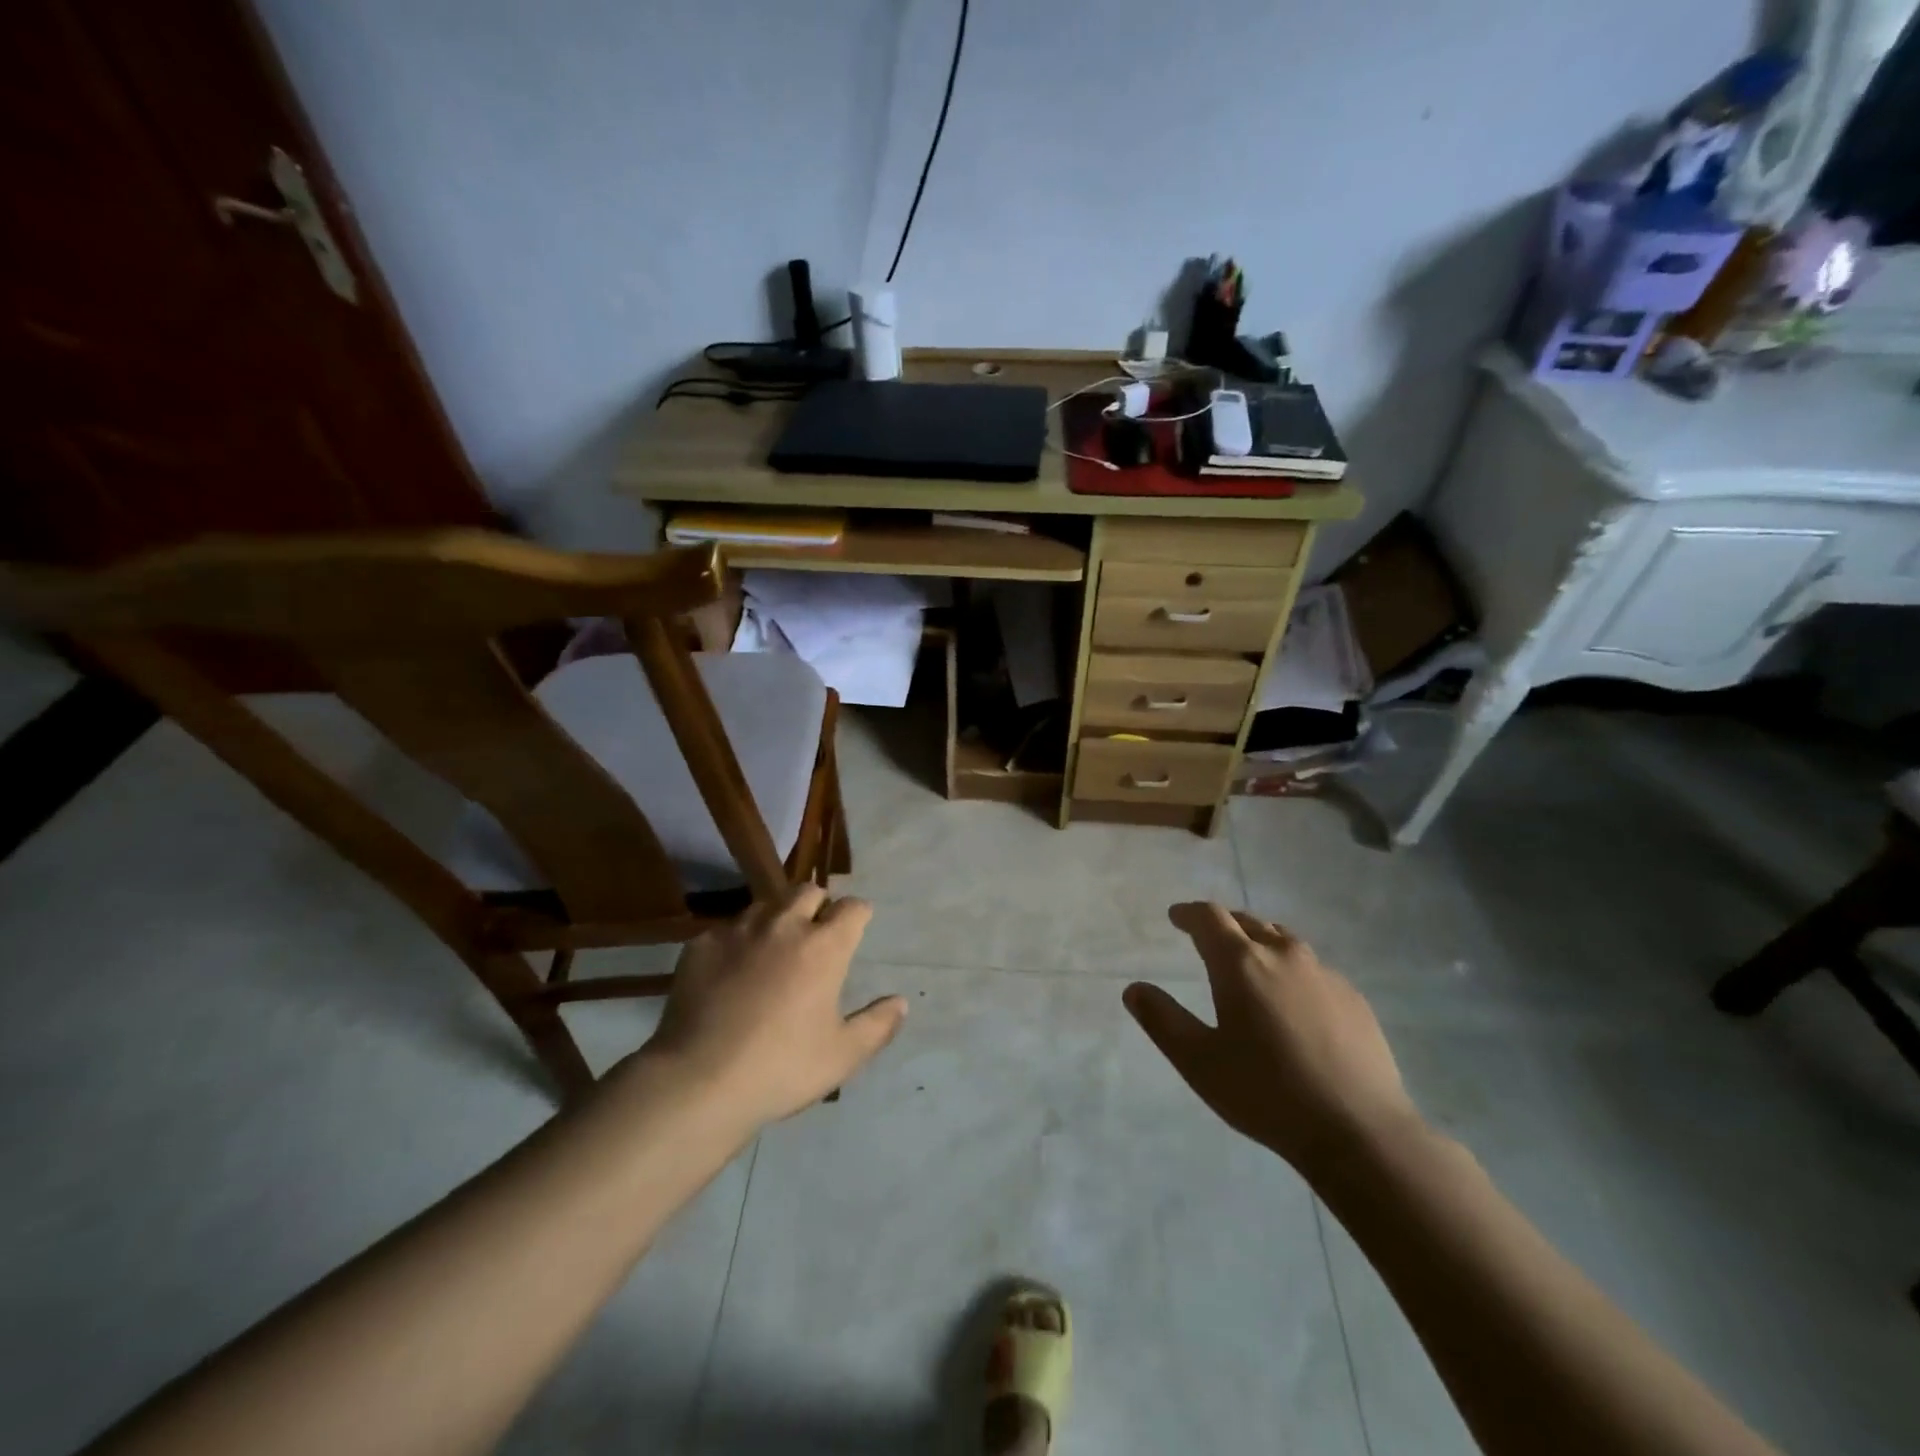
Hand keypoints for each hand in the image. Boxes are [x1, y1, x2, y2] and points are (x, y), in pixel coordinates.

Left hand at [625, 885, 906, 1131]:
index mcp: (824, 947)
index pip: (852, 908)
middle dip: (818, 905)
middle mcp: (784, 926)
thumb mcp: (843, 1056)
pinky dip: (739, 940)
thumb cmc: (781, 1068)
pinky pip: (728, 928)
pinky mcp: (701, 945)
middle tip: (816, 933)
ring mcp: (738, 931)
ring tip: (775, 946)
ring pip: (766, 904)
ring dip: (778, 917)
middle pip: (808, 892)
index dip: (859, 914)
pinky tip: (733, 970)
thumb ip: (877, 1025)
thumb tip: (900, 1002)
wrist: (699, 1081)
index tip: (858, 925)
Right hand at [1124, 903, 1420, 1178]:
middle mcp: (1283, 955)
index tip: (1176, 917)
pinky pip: (1313, 969)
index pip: (1210, 917)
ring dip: (1259, 942)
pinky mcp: (1354, 998)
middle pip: (1248, 921)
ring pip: (1284, 941)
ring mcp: (1324, 974)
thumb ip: (1162, 1020)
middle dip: (1224, 924)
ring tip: (1250, 962)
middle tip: (1208, 938)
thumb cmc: (1266, 1093)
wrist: (1359, 1131)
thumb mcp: (1198, 1061)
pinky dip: (1292, 970)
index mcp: (1241, 963)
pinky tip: (1293, 1002)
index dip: (1189, 913)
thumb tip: (1134, 989)